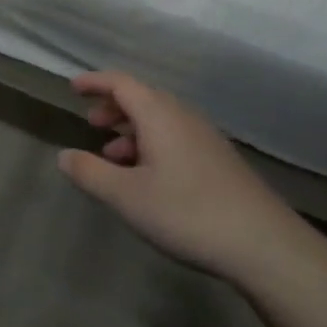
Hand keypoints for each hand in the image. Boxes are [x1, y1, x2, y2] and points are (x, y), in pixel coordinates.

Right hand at [57, 71, 298, 283]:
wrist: (263, 243)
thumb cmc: (186, 212)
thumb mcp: (126, 196)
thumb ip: (90, 173)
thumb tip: (63, 155)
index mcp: (159, 115)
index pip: (122, 83)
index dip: (95, 82)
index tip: (73, 88)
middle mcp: (183, 117)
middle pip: (143, 98)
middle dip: (113, 107)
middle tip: (91, 124)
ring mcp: (205, 138)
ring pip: (161, 120)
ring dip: (132, 130)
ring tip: (112, 156)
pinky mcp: (219, 160)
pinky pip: (176, 137)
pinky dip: (152, 145)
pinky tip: (147, 177)